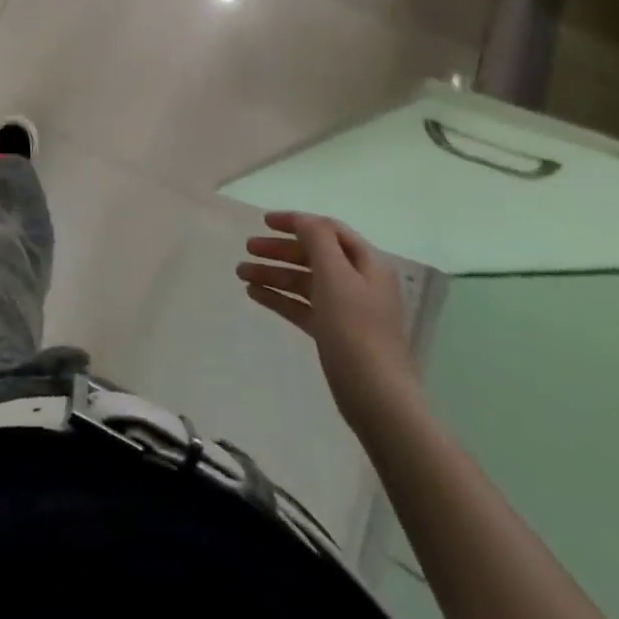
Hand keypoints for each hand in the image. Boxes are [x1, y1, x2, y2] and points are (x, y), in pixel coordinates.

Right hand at [237, 211, 417, 429]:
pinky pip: (302, 306)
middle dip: (280, 249)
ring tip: (241, 273)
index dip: (296, 222)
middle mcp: (358, 282)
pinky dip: (279, 297)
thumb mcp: (336, 277)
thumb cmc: (355, 330)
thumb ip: (318, 241)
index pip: (328, 230)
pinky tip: (254, 294)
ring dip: (274, 273)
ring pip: (304, 281)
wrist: (376, 398)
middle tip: (248, 248)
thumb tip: (304, 220)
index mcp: (366, 264)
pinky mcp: (334, 333)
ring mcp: (346, 309)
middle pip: (314, 255)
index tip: (264, 222)